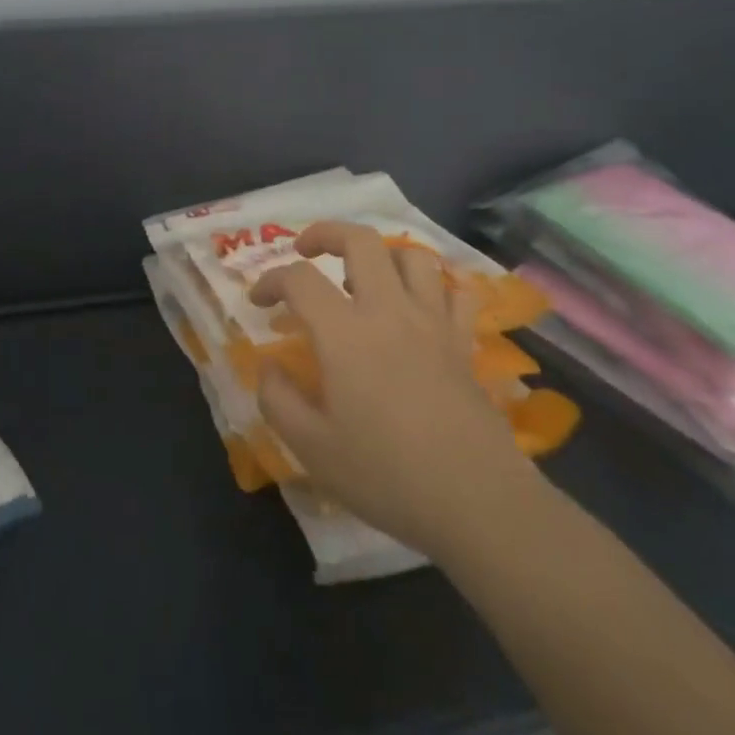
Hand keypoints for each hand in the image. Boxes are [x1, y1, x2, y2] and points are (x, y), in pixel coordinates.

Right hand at [251, 221, 545, 562]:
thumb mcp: (311, 448)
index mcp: (345, 333)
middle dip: (326, 233)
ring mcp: (433, 322)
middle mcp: (389, 311)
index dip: (270, 280)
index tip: (258, 301)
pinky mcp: (464, 342)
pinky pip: (457, 291)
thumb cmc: (385, 474)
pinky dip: (437, 285)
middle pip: (360, 241)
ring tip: (365, 277)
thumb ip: (278, 399)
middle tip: (307, 251)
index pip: (299, 279)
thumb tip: (268, 366)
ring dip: (383, 254)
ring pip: (412, 255)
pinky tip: (423, 303)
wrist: (476, 501)